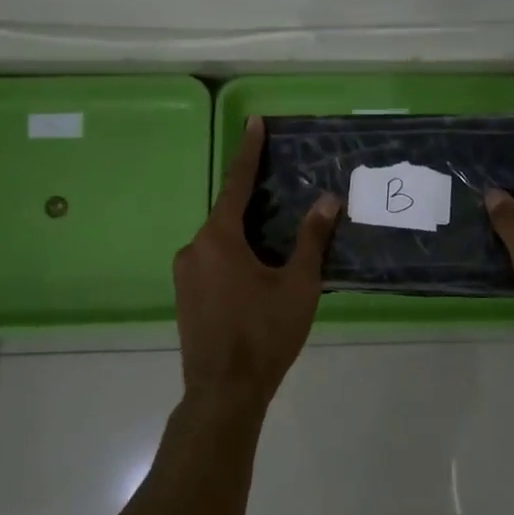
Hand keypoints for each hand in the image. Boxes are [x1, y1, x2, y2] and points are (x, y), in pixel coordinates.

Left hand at [173, 117, 340, 412]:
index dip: (249, 151)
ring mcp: (184, 274)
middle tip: (283, 193)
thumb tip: (329, 200)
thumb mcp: (298, 285)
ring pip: (220, 240)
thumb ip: (311, 239)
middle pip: (229, 213)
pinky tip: (256, 273)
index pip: (238, 184)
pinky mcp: (184, 295)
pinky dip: (234, 255)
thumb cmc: (264, 334)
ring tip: (277, 243)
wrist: (223, 393)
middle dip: (255, 202)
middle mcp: (194, 248)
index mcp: (218, 238)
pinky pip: (212, 260)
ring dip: (246, 234)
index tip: (254, 121)